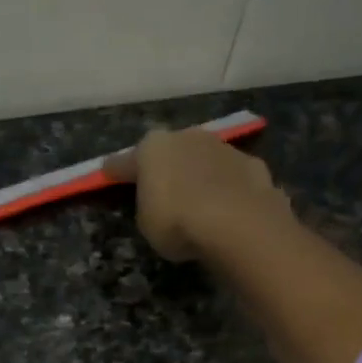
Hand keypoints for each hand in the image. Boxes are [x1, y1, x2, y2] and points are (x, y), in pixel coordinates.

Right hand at [102, 127, 289, 261]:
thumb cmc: (178, 221)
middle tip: (161, 188)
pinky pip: (232, 178)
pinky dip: (229, 189)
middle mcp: (188, 138)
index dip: (116, 171)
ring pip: (205, 159)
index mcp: (153, 148)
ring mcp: (224, 148)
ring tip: (200, 200)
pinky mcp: (254, 165)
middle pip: (170, 153)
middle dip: (166, 167)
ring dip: (200, 174)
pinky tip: (229, 207)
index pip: (126, 161)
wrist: (239, 224)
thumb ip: (148, 205)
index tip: (107, 173)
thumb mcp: (147, 222)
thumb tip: (157, 200)